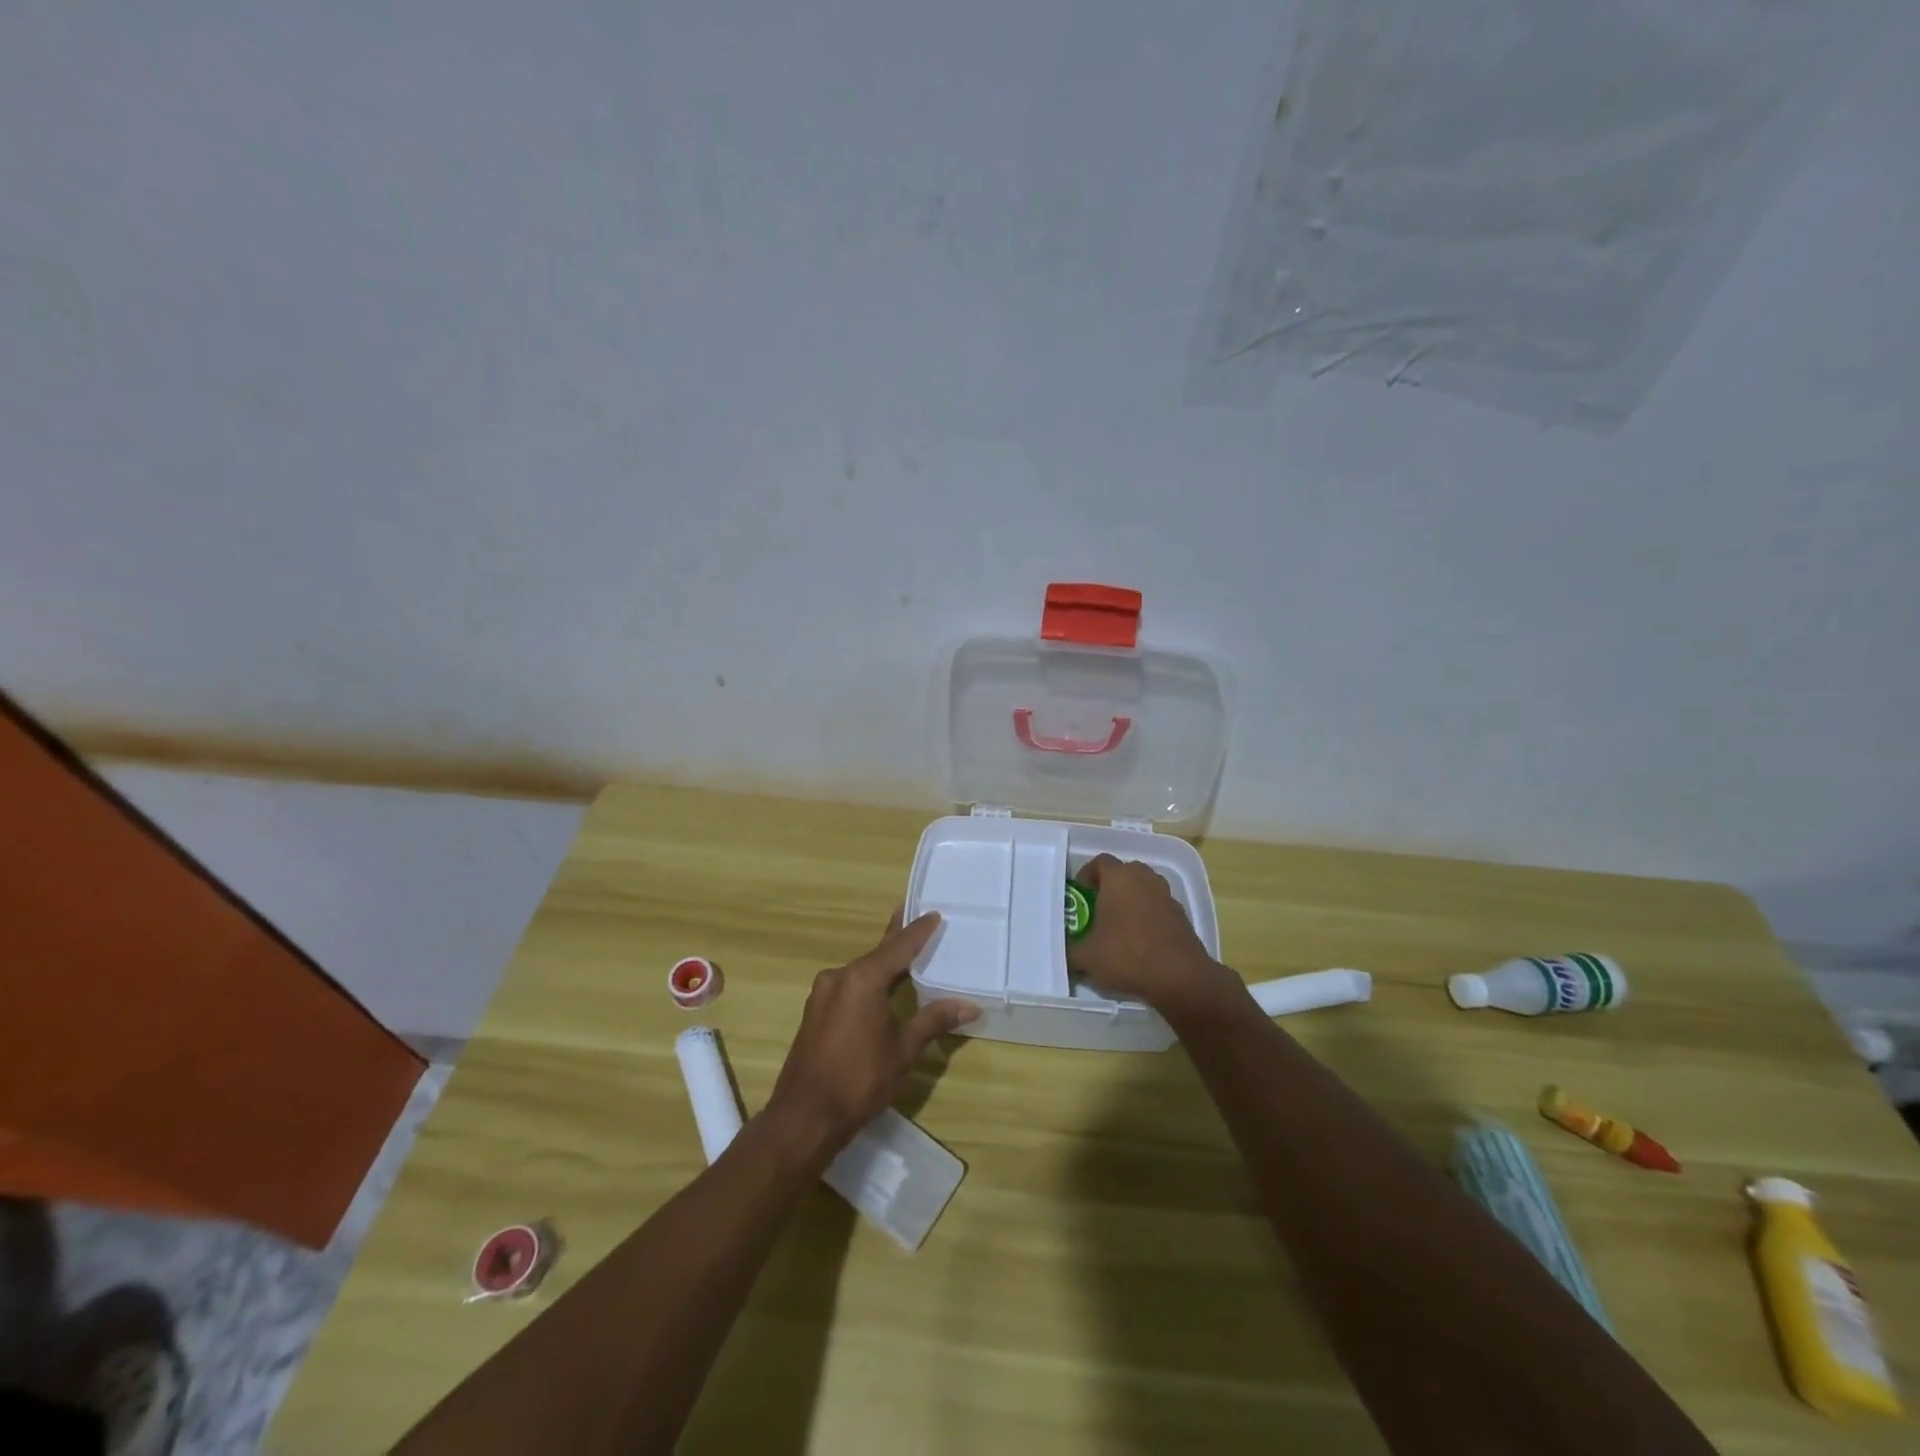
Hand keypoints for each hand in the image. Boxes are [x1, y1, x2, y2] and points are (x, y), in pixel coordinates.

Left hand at [766, 910, 978, 1157]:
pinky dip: (869, 983)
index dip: (918, 931)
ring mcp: (823, 994)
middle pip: (878, 954)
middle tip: (918, 921)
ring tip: (907, 955)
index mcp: (862, 979)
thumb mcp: (904, 1049)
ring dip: (884, 964)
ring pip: (862, 971)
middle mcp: (839, 977)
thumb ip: (934, 1020)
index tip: (934, 913)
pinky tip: (882, 989)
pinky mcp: (816, 1012)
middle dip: (899, 940)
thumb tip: (970, 1006)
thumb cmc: (859, 1079)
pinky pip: (849, 987)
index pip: (898, 947)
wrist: (805, 1117)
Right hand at [1067, 855, 1240, 1016]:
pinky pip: (1159, 907)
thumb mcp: (1086, 957)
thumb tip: (1064, 950)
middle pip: (1124, 872)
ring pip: (1144, 889)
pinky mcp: (1182, 915)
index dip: (1087, 875)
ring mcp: (1166, 895)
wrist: (1180, 977)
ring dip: (1132, 900)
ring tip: (1120, 926)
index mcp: (1119, 878)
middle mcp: (1144, 878)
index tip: (1080, 895)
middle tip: (1098, 909)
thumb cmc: (1127, 956)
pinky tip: (1141, 942)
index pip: (1099, 862)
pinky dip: (1149, 917)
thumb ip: (1070, 949)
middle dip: (1110, 887)